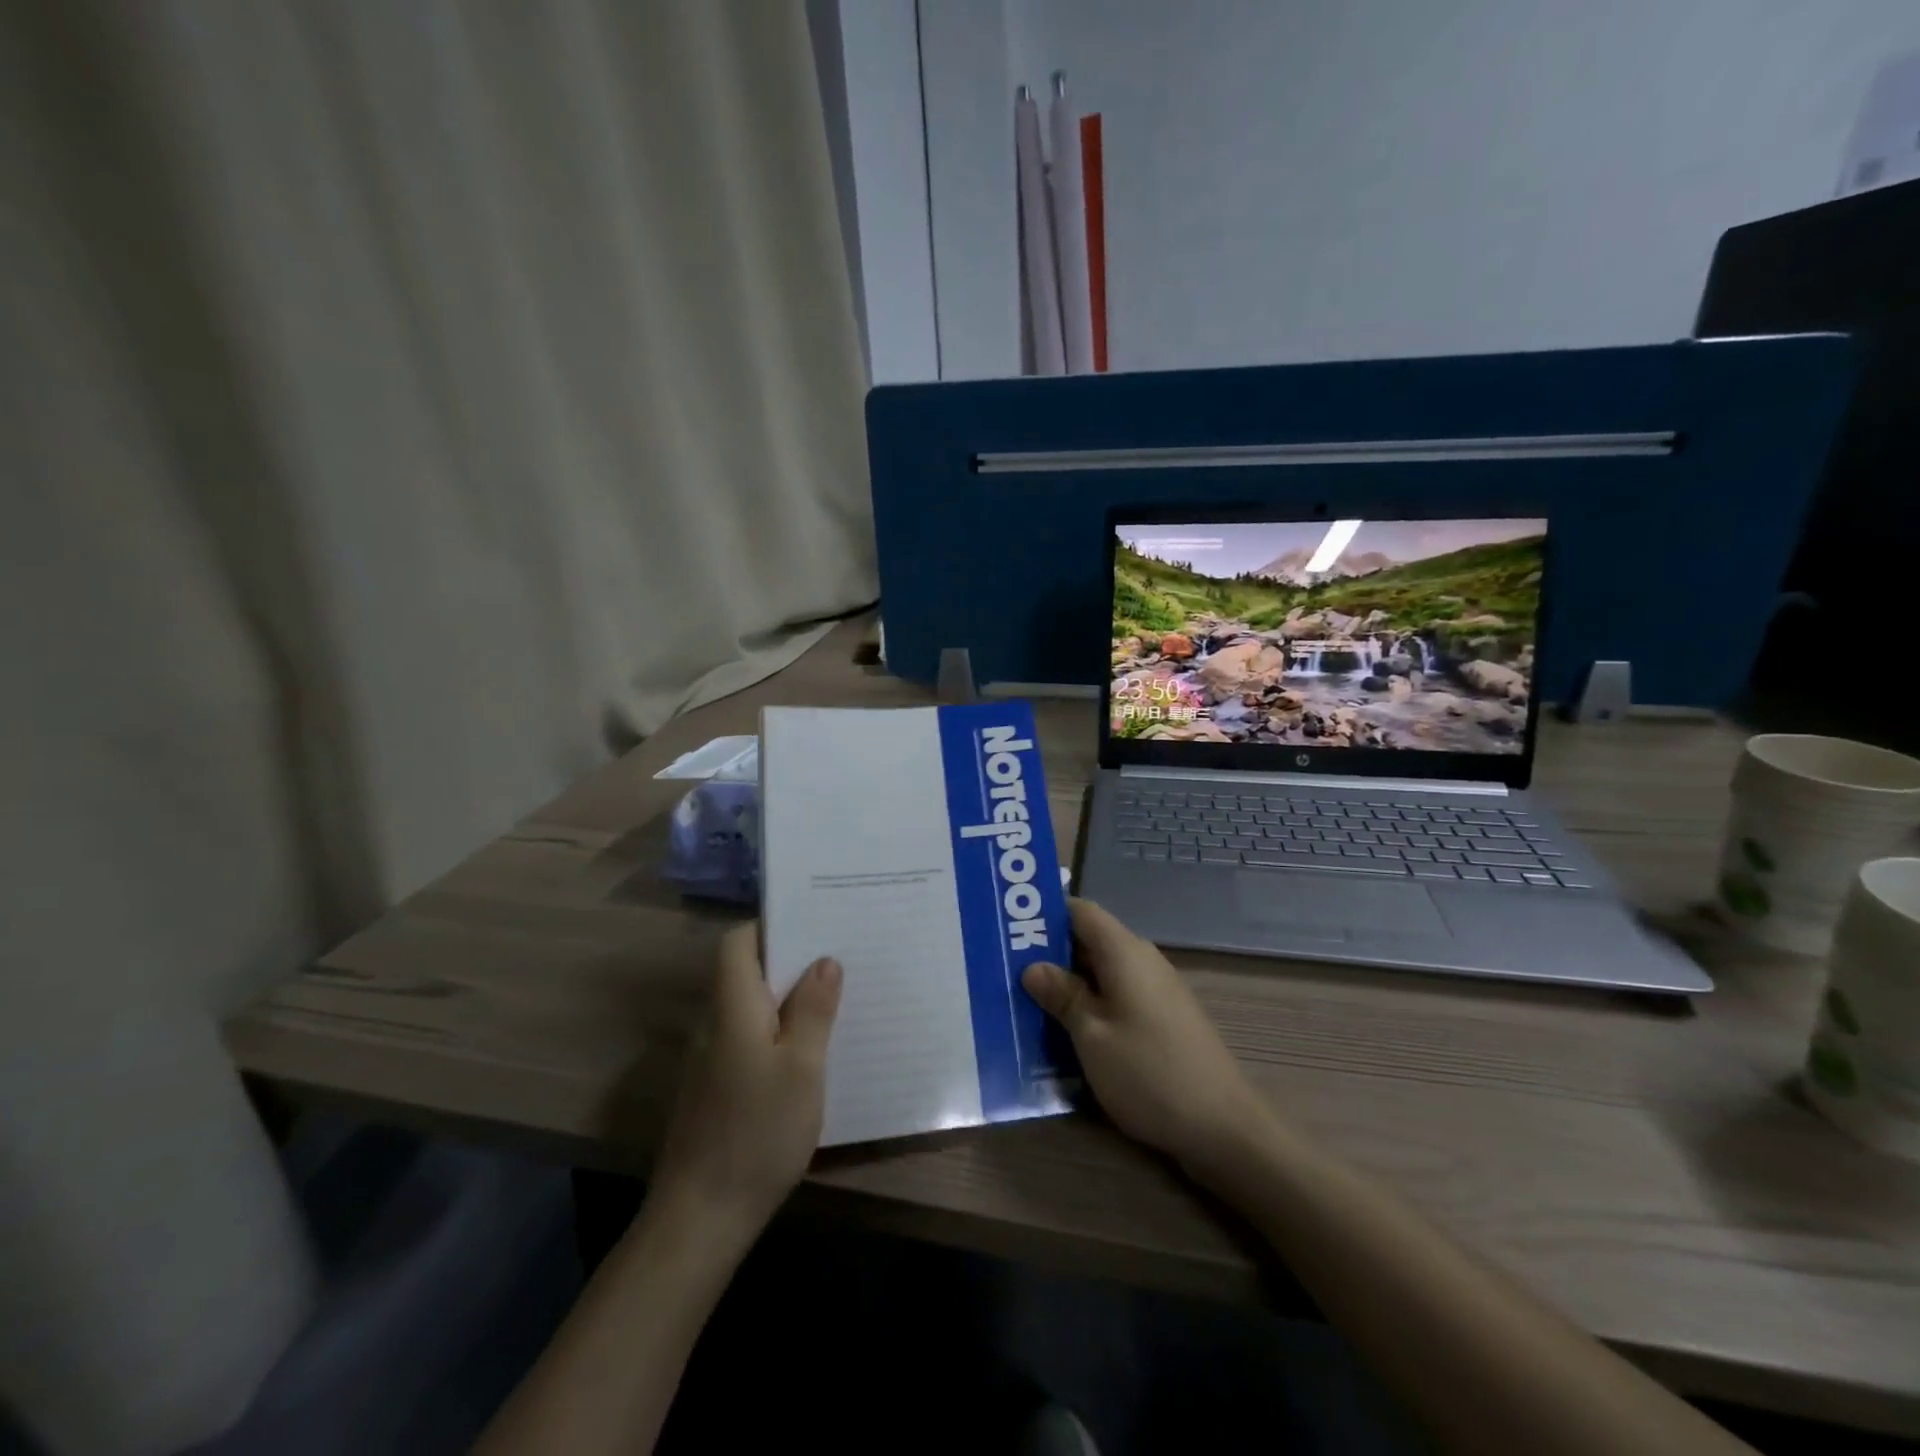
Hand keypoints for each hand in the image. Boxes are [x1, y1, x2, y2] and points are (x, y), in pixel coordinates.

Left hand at [649, 924, 841, 1247]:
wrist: (700, 1217)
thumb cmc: (756, 1132)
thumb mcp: (801, 1068)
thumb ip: (813, 1010)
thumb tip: (825, 960)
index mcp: (732, 1006)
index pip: (737, 942)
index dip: (771, 927)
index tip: (814, 925)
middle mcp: (715, 1022)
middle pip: (746, 970)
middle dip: (791, 960)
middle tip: (841, 957)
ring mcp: (711, 1057)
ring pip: (750, 1006)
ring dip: (788, 997)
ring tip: (837, 997)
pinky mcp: (715, 1086)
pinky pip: (749, 1037)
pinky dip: (778, 1030)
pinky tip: (812, 1051)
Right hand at [1022, 899, 1271, 1180]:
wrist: (1223, 1128)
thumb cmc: (1149, 1073)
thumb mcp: (1092, 1035)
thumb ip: (1062, 995)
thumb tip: (1032, 966)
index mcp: (1124, 952)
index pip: (1080, 910)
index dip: (1045, 914)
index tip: (1010, 928)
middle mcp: (1142, 960)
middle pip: (1089, 939)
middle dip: (1049, 951)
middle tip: (1006, 968)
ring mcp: (1156, 990)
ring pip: (1101, 970)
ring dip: (1068, 981)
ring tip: (1026, 999)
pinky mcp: (1162, 1017)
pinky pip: (1117, 994)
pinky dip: (1089, 1003)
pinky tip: (1065, 1029)